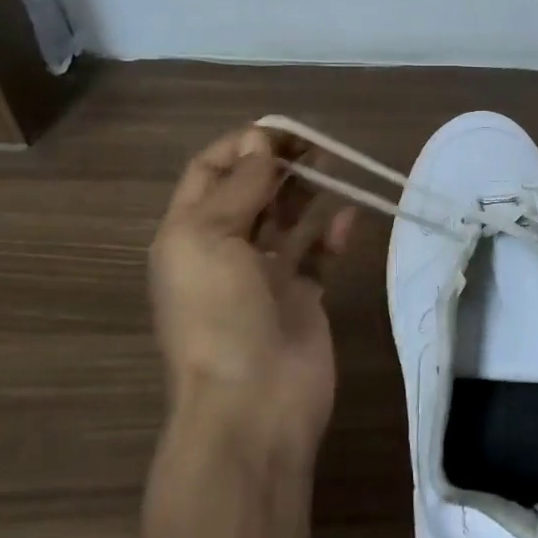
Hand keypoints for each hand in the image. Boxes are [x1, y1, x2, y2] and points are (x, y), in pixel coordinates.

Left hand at [149, 125, 355, 464]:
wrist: (253, 404)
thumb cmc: (219, 315)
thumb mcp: (210, 239)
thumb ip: (239, 187)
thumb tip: (261, 146)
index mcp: (188, 234)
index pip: (209, 172)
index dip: (242, 147)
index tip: (282, 133)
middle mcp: (223, 250)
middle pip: (251, 191)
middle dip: (279, 164)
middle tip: (317, 147)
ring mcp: (264, 275)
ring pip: (286, 218)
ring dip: (307, 191)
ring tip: (335, 167)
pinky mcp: (302, 297)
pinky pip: (318, 254)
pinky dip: (332, 234)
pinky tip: (349, 219)